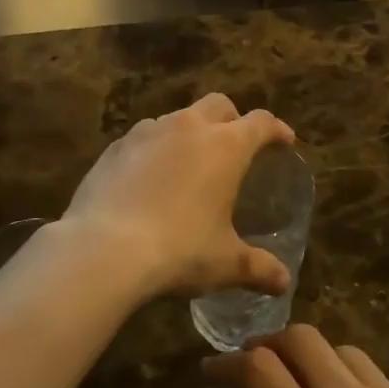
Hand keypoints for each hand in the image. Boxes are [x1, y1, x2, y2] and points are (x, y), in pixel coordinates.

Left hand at [60, 94, 295, 300]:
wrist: (103, 249)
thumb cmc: (179, 250)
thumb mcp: (225, 263)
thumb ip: (258, 267)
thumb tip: (284, 282)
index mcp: (225, 146)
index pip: (261, 122)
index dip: (277, 130)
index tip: (285, 141)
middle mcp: (188, 127)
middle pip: (219, 105)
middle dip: (233, 120)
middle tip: (236, 148)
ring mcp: (147, 132)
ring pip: (178, 117)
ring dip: (191, 132)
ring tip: (190, 164)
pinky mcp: (115, 147)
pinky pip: (144, 137)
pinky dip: (156, 149)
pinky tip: (150, 178)